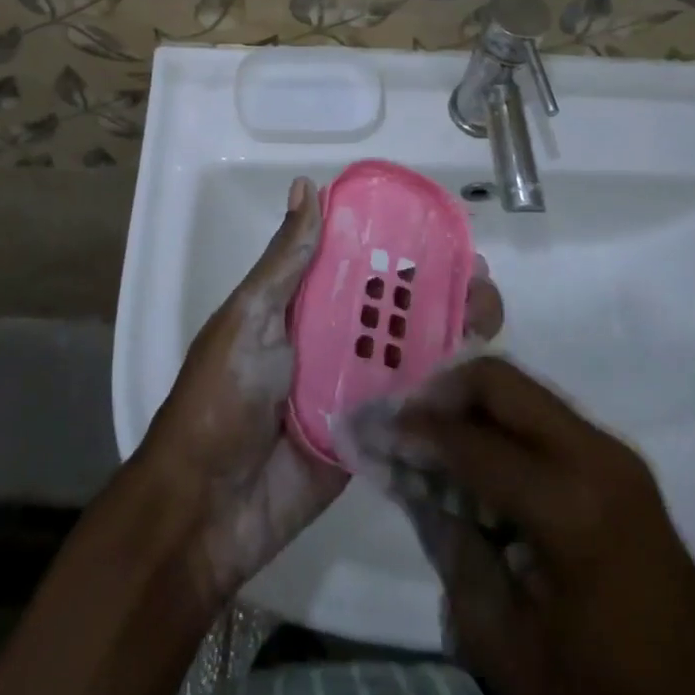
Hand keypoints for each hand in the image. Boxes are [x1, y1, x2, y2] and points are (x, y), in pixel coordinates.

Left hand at [143, 176, 503, 600]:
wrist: (205, 510)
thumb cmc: (221, 398)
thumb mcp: (249, 317)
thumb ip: (286, 261)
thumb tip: (306, 185)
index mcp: (304, 306)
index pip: (359, 262)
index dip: (396, 242)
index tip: (439, 225)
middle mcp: (333, 340)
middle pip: (392, 305)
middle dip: (436, 285)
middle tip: (477, 273)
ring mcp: (354, 389)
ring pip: (410, 350)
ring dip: (450, 329)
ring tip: (489, 311)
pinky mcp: (371, 436)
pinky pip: (410, 406)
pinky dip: (443, 386)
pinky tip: (481, 368)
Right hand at [390, 358, 694, 694]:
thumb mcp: (511, 649)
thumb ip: (455, 553)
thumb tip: (415, 482)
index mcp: (570, 506)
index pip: (471, 442)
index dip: (416, 430)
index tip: (375, 426)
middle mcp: (595, 455)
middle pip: (502, 381)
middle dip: (444, 389)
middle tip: (405, 416)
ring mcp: (614, 452)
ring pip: (524, 391)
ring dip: (474, 403)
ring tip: (433, 433)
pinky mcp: (621, 463)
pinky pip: (546, 417)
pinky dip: (503, 422)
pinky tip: (478, 455)